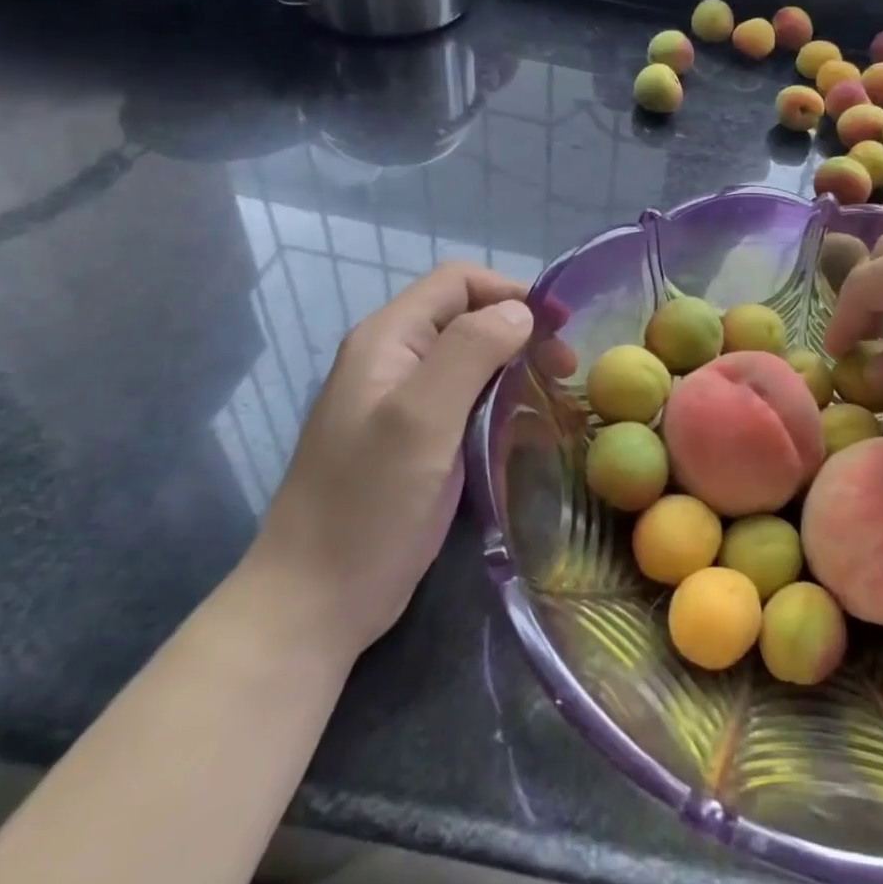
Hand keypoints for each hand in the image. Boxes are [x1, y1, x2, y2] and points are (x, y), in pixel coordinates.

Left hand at [241, 264, 534, 657]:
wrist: (317, 600)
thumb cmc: (368, 503)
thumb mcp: (422, 418)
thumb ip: (470, 351)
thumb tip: (521, 310)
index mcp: (388, 339)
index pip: (458, 282)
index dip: (511, 292)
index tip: (559, 327)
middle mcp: (396, 359)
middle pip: (469, 318)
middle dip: (521, 333)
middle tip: (565, 369)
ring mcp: (405, 402)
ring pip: (474, 361)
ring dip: (517, 370)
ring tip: (555, 398)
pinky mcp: (420, 440)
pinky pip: (470, 402)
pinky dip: (504, 404)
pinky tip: (529, 429)